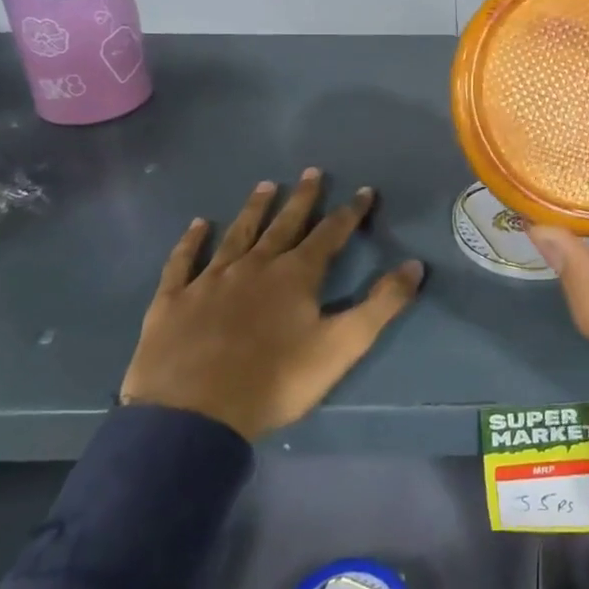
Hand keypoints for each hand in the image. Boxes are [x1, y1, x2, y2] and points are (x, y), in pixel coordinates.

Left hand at [120, 170, 423, 440]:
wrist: (191, 417)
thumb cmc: (274, 381)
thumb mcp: (341, 346)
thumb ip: (381, 305)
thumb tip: (415, 265)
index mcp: (296, 275)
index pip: (331, 233)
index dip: (351, 211)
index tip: (365, 190)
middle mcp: (255, 265)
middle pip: (284, 224)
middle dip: (302, 198)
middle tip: (311, 171)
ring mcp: (210, 280)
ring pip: (237, 234)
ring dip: (253, 209)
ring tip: (265, 185)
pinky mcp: (173, 301)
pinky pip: (183, 262)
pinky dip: (191, 241)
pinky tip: (197, 225)